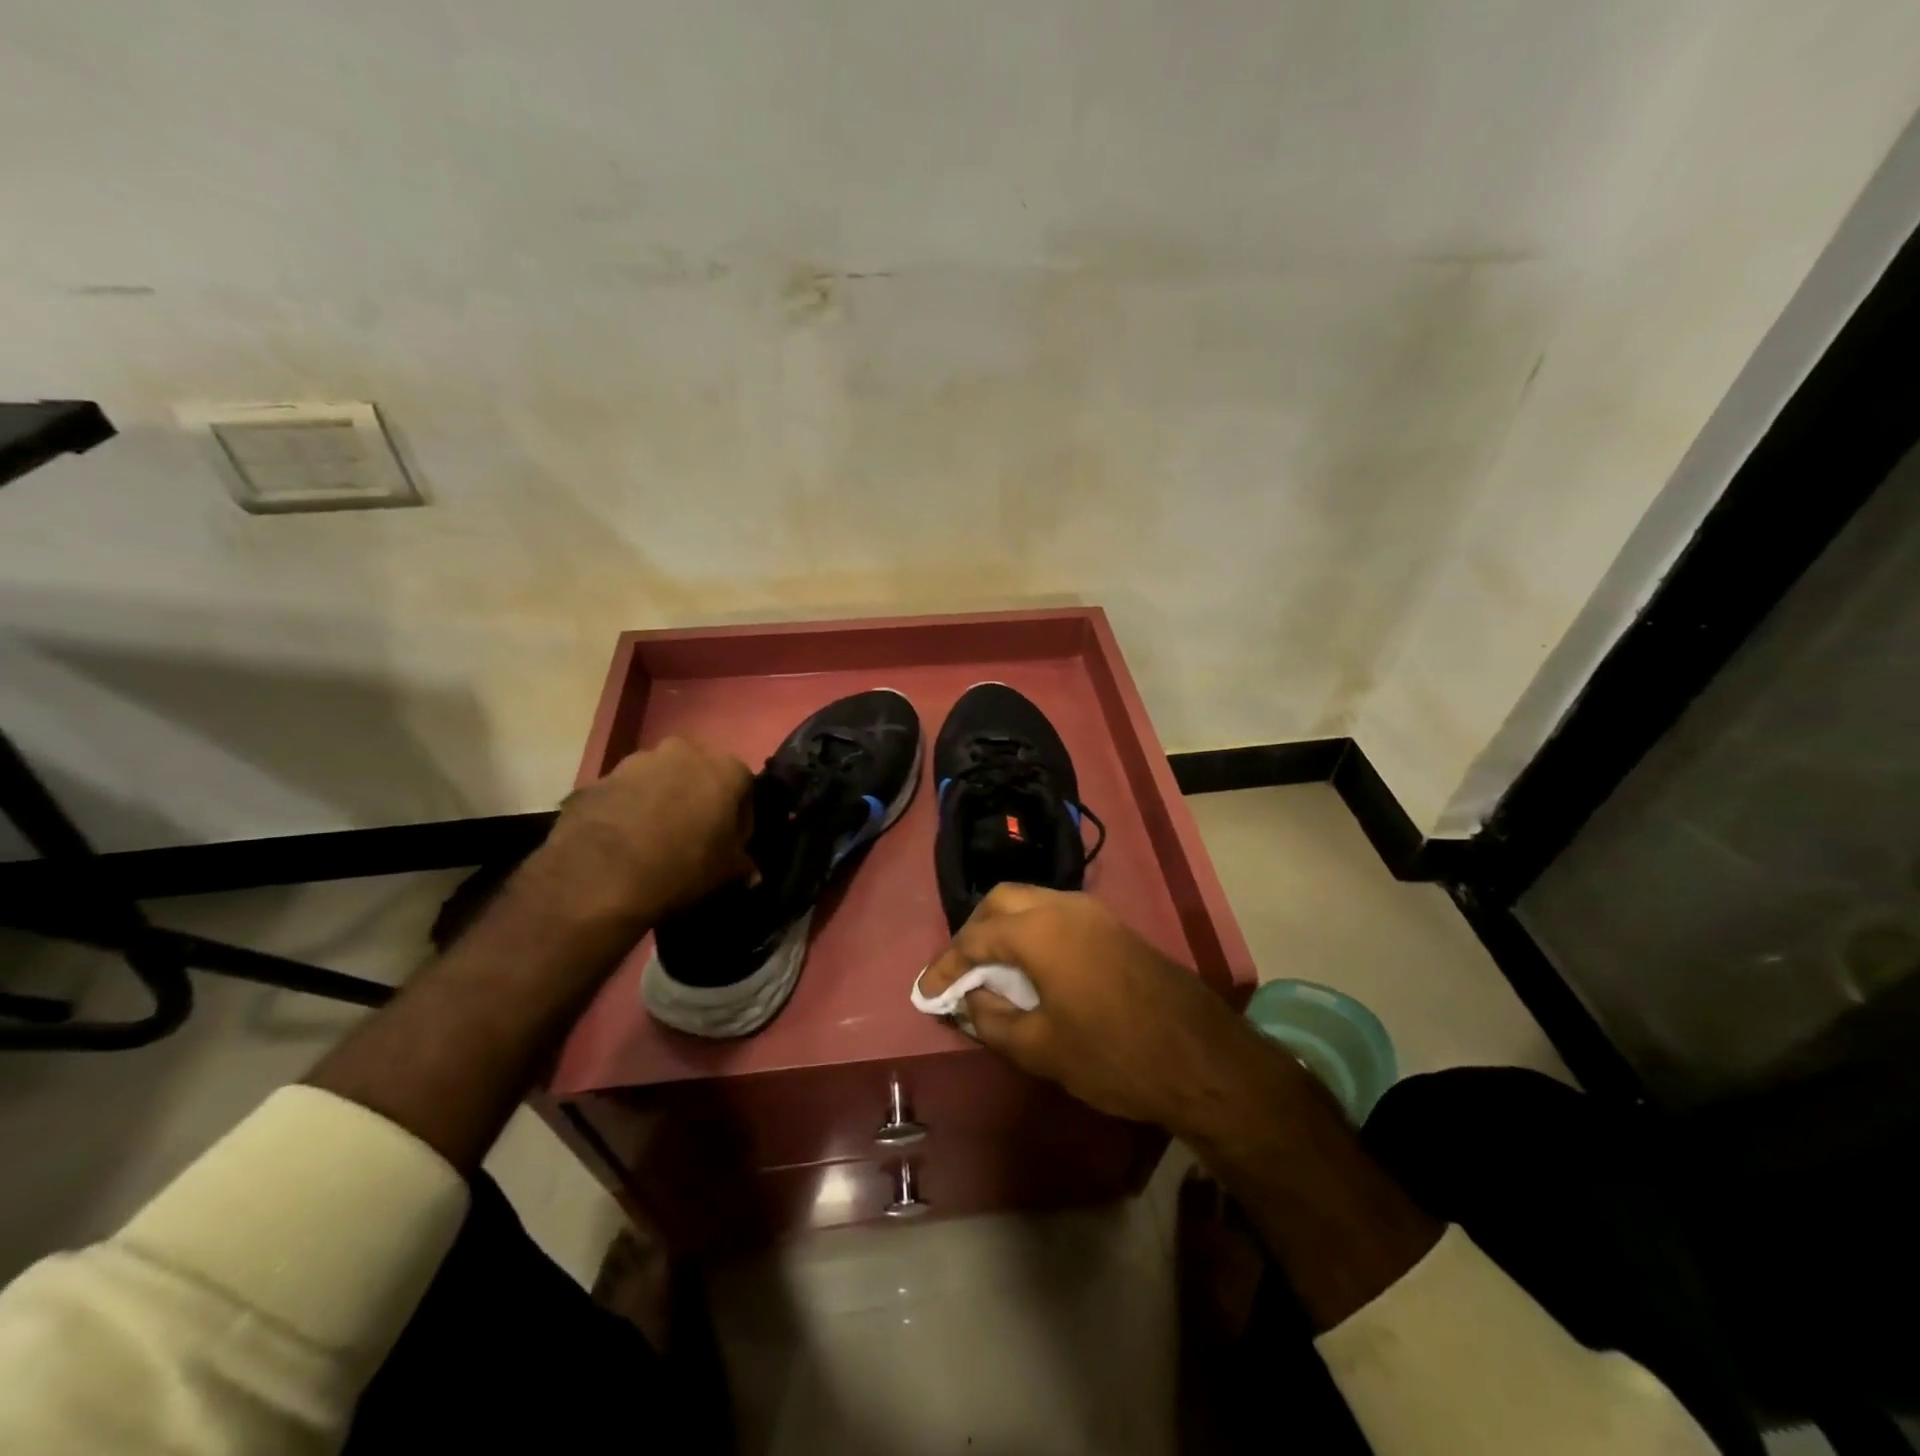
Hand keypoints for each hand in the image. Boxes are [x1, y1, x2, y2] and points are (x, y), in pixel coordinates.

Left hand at [540, 736, 754, 923]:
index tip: (730, 844)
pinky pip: (625, 793)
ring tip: (653, 840)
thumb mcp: (725, 873)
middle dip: (698, 800)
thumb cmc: (680, 866)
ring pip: (659, 779)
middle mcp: (683, 752)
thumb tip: (751, 872)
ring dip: (661, 800)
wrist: (599, 876)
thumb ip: (743, 864)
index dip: (739, 819)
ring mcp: (637, 761)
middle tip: (692, 837)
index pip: (744, 788)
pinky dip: (628, 810)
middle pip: (699, 774)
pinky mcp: (599, 778)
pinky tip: (623, 841)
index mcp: (724, 768)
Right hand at [919, 884, 1268, 1132]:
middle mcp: (1064, 907)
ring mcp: (1094, 913)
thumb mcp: (1040, 1048)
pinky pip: (1058, 915)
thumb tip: (972, 1001)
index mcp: (1040, 930)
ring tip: (991, 969)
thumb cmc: (1112, 1054)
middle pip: (1002, 901)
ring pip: (1032, 902)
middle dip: (973, 932)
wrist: (1200, 1058)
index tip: (926, 992)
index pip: (975, 938)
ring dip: (1004, 928)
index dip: (946, 966)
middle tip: (960, 971)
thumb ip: (993, 1020)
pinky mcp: (1114, 927)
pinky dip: (1033, 931)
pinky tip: (1032, 966)